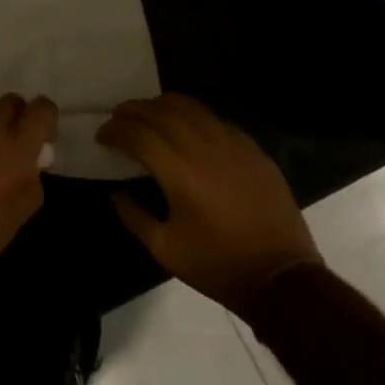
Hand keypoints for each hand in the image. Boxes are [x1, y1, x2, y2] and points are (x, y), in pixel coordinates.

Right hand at [98, 94, 322, 312]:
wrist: (281, 278)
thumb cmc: (218, 266)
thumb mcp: (165, 249)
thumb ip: (134, 216)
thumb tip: (117, 192)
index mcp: (179, 172)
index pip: (138, 133)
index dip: (115, 130)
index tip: (102, 136)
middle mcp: (204, 147)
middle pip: (161, 111)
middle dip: (133, 110)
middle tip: (118, 118)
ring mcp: (232, 144)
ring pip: (190, 107)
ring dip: (162, 105)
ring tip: (148, 114)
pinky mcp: (253, 149)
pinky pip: (216, 119)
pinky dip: (193, 116)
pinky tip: (187, 129)